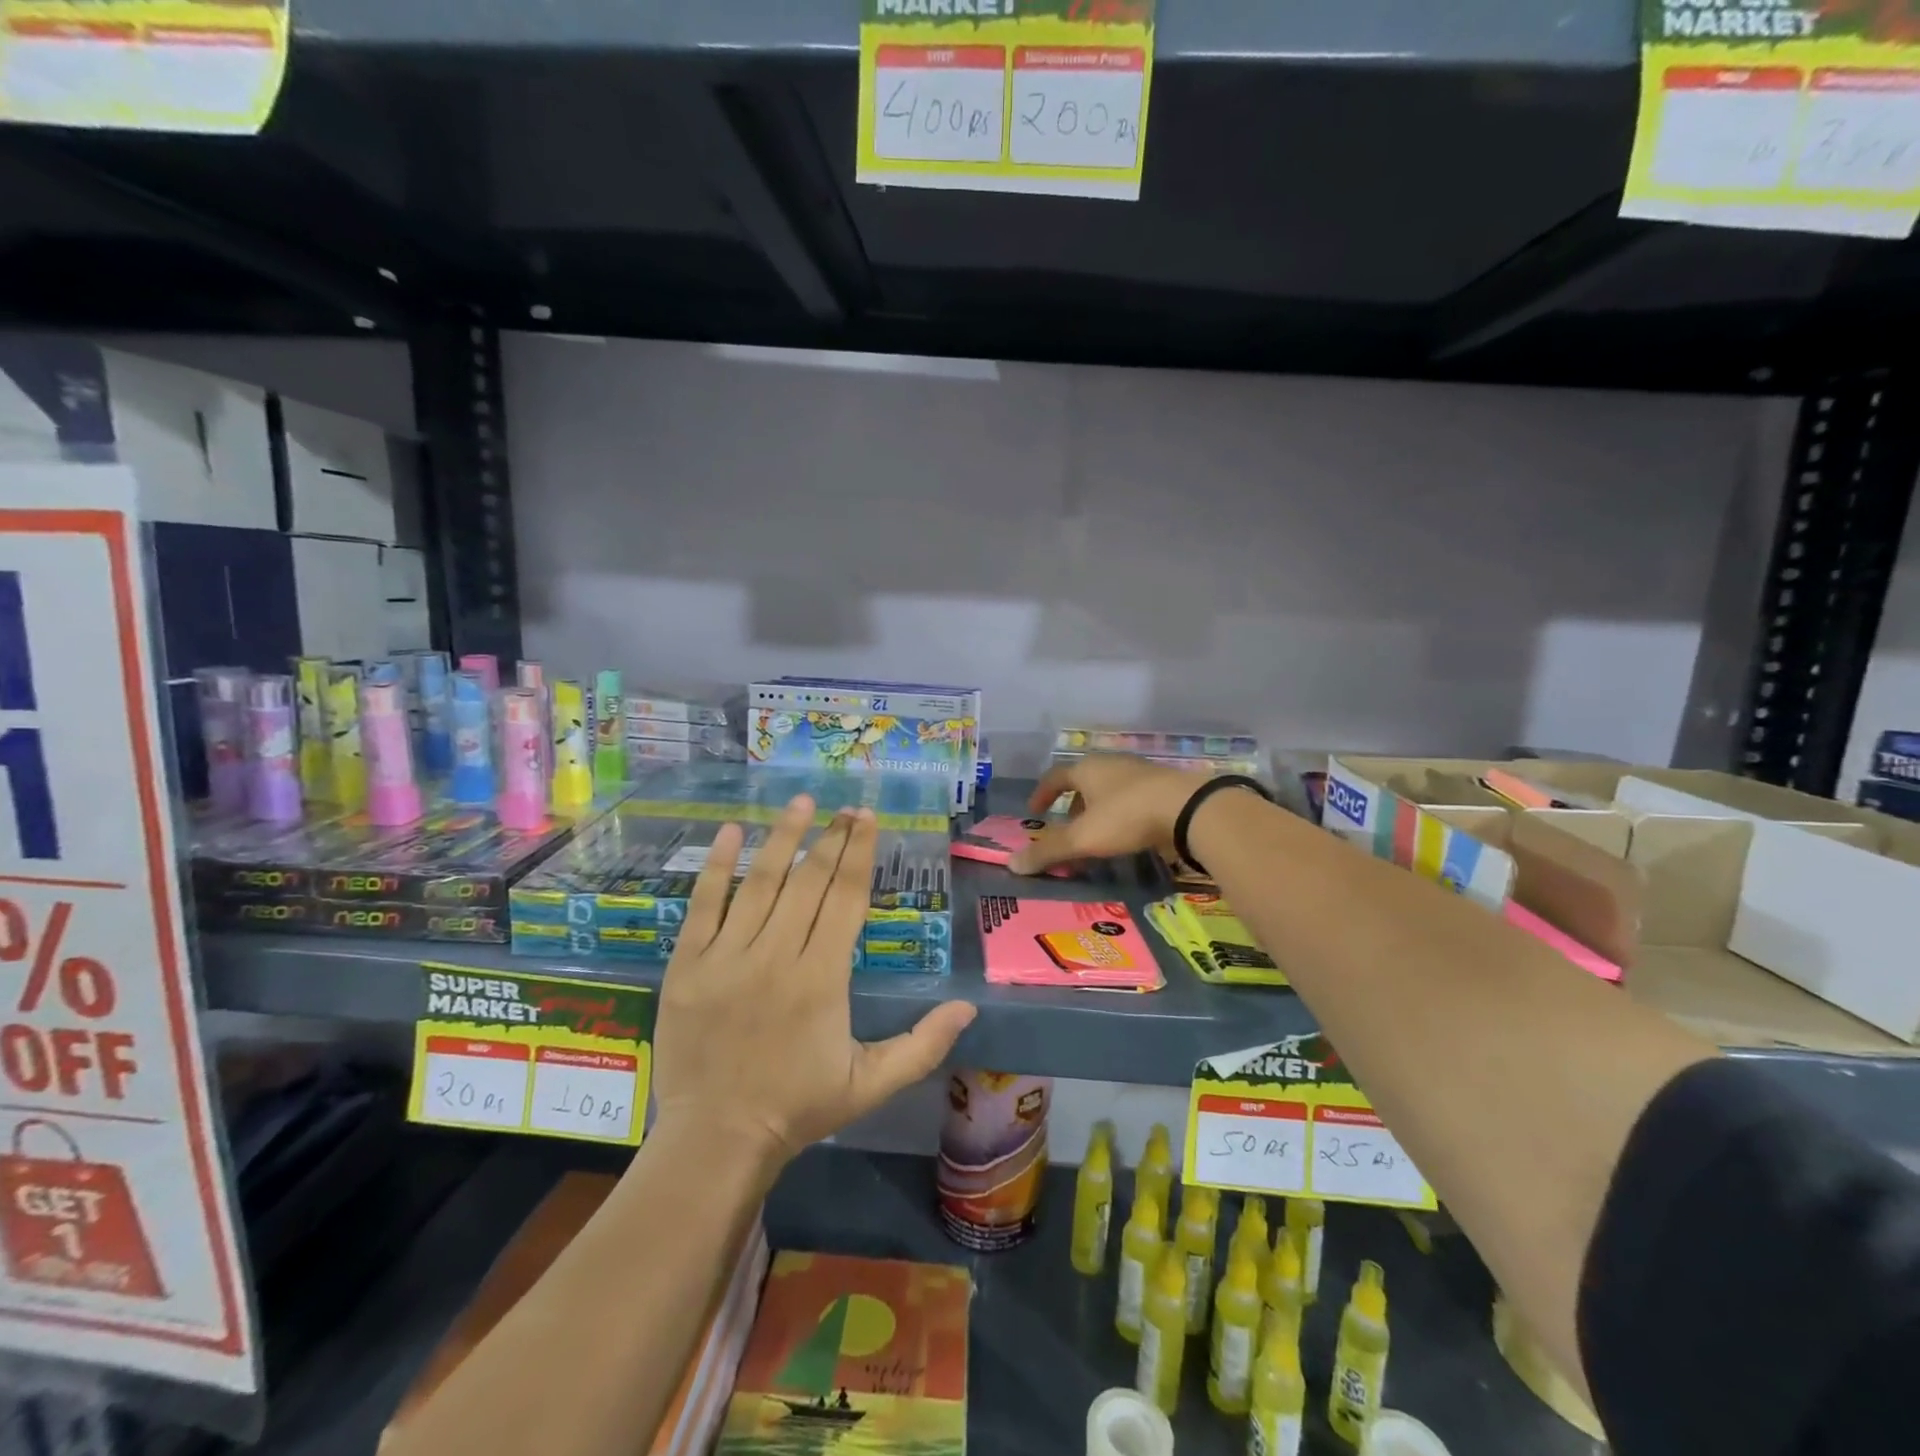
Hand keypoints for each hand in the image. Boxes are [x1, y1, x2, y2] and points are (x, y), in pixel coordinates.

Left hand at [652, 795, 976, 1167]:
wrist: (716, 1139)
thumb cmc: (798, 1107)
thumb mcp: (871, 1083)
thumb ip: (923, 1044)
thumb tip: (969, 1007)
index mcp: (822, 978)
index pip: (845, 898)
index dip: (859, 853)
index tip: (867, 819)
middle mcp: (776, 956)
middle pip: (809, 881)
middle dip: (831, 838)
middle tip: (846, 807)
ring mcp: (727, 957)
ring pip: (760, 882)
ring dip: (783, 837)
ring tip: (802, 802)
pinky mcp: (687, 964)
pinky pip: (703, 905)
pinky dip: (717, 866)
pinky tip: (731, 831)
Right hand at [1009, 754, 1211, 874]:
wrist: (1189, 808)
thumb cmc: (1126, 816)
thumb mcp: (1083, 838)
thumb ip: (1049, 851)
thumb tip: (1012, 864)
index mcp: (1087, 769)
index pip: (1056, 776)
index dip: (1042, 794)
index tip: (1034, 811)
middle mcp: (1112, 765)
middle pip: (1084, 782)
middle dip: (1072, 805)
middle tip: (1067, 828)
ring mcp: (1141, 774)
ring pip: (1110, 791)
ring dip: (1098, 811)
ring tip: (1097, 836)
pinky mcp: (1164, 788)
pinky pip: (1133, 799)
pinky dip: (1123, 815)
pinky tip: (1129, 835)